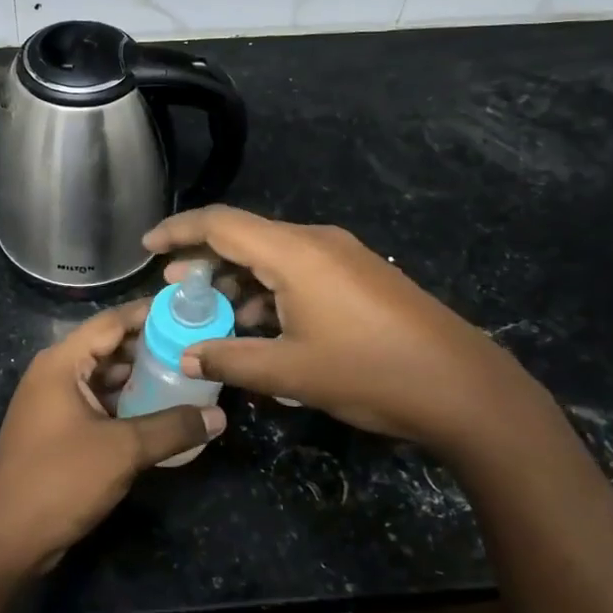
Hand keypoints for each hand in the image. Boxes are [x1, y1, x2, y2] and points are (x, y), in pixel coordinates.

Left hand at [0, 301, 224, 577]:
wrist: (5, 538)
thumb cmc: (60, 479)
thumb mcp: (123, 450)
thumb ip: (172, 428)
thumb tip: (219, 416)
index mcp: (62, 362)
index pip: (111, 322)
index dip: (149, 313)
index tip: (188, 310)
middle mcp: (56, 374)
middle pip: (108, 347)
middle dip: (150, 347)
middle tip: (196, 346)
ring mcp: (55, 403)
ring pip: (104, 378)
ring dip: (140, 378)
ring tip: (186, 376)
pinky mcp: (59, 431)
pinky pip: (98, 404)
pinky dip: (126, 403)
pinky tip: (160, 412)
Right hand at [144, 206, 563, 466]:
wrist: (464, 388)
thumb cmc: (369, 373)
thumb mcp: (290, 372)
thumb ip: (231, 359)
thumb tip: (188, 356)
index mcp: (294, 253)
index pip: (220, 224)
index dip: (178, 230)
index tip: (147, 246)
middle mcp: (316, 242)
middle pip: (245, 236)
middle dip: (205, 260)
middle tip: (175, 288)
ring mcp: (343, 256)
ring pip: (272, 256)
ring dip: (239, 280)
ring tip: (213, 312)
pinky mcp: (359, 276)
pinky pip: (299, 271)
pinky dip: (269, 290)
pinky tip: (260, 325)